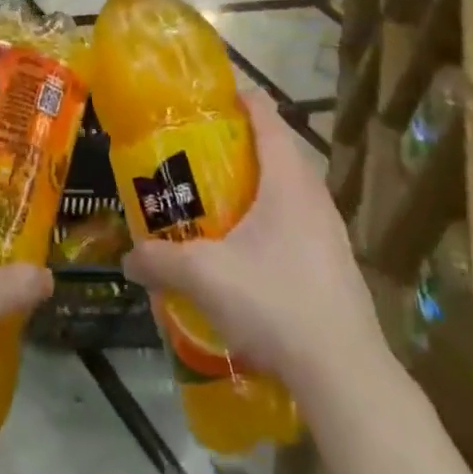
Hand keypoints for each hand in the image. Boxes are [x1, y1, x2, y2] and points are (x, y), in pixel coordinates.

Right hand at [122, 93, 382, 399]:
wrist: (344, 374)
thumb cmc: (275, 302)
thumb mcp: (205, 276)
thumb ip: (161, 260)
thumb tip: (128, 259)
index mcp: (288, 182)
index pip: (268, 119)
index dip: (242, 100)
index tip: (212, 99)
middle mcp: (315, 198)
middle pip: (278, 153)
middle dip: (240, 147)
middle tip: (199, 155)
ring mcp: (331, 234)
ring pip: (289, 192)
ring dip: (257, 188)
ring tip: (218, 203)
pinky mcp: (335, 267)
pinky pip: (298, 226)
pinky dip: (271, 223)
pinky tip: (246, 256)